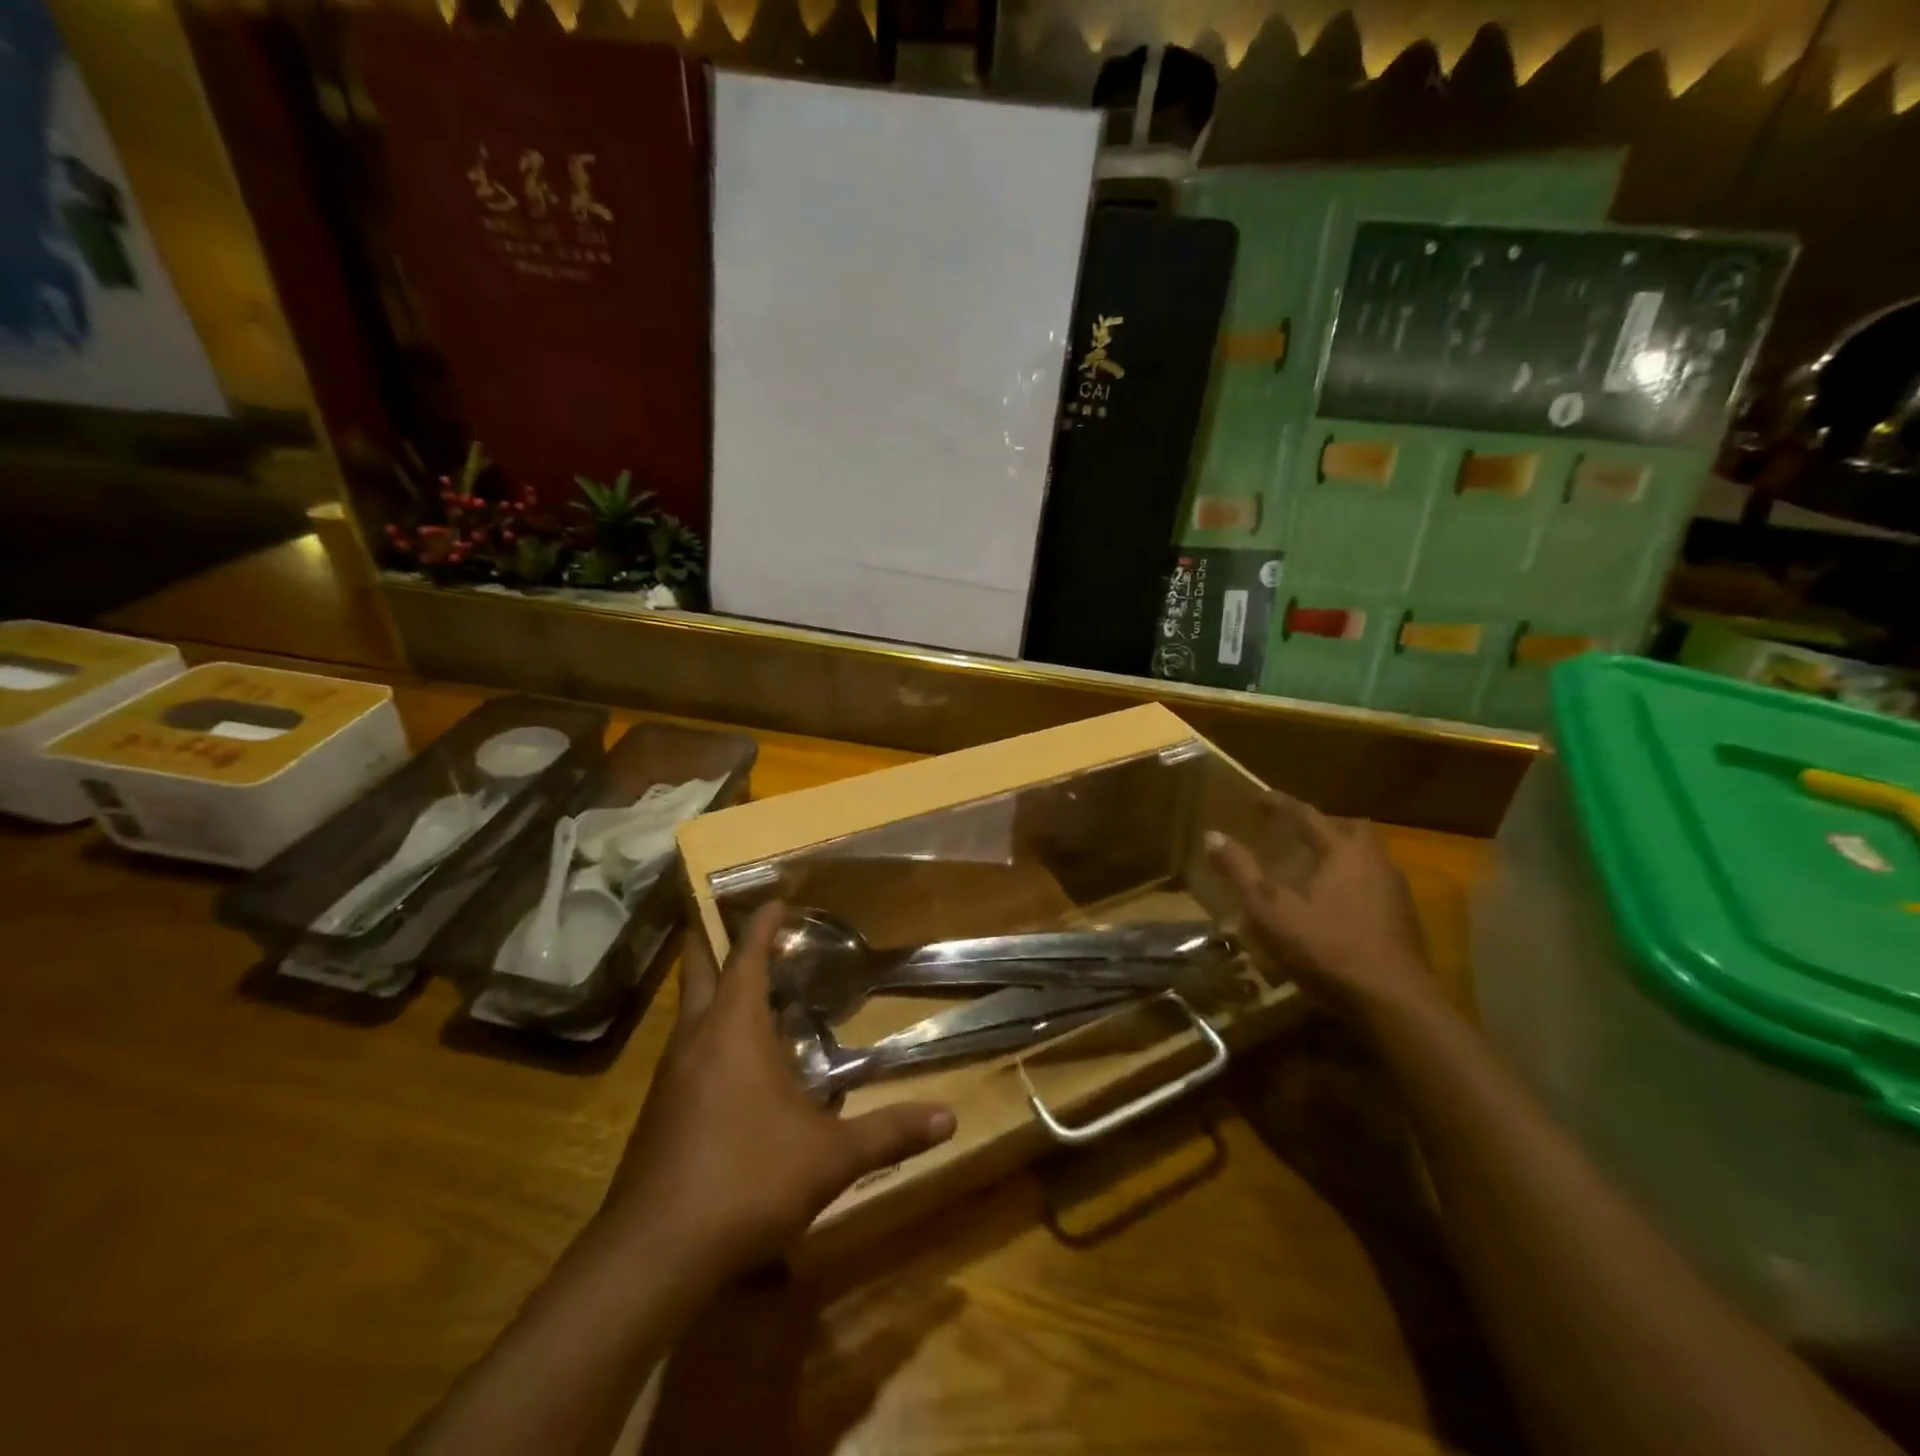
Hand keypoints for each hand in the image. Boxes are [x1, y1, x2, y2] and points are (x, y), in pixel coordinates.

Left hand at [596, 903, 955, 1281]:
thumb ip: (889, 1132)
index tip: (776, 898)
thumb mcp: (830, 1157)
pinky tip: (733, 1066)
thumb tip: (950, 1119)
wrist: (652, 1256)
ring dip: (713, 991)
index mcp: (733, 1029)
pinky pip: (685, 1052)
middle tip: (733, 919)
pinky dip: (708, 1035)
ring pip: (688, 1013)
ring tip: (748, 990)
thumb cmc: (746, 1181)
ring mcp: (669, 1076)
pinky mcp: (657, 1112)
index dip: (760, 924)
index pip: (746, 956)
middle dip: (712, 938)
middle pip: (697, 969)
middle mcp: (695, 1039)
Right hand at [1205, 796, 1436, 1021]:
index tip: (1259, 799)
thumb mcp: (1269, 909)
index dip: (1280, 805)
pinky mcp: (1405, 921)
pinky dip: (1354, 883)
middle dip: (1323, 826)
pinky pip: (1375, 885)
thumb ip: (1240, 871)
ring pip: (1368, 858)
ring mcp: (1396, 892)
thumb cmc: (1325, 946)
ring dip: (1342, 855)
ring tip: (1314, 870)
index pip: (1307, 815)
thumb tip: (1212, 836)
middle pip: (1351, 829)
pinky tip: (1336, 906)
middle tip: (1297, 834)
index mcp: (1342, 851)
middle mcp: (1375, 862)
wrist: (1392, 1002)